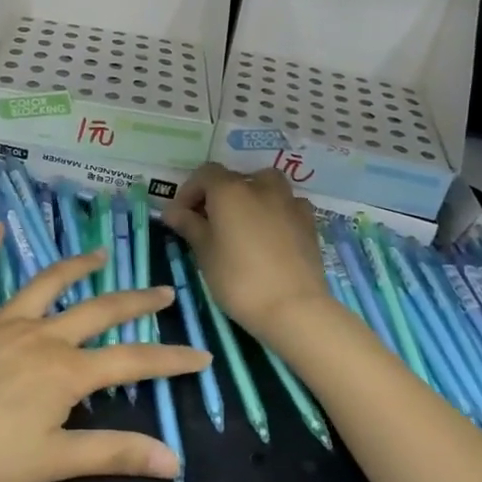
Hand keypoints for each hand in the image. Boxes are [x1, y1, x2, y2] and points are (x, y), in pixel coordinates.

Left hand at [0, 224, 210, 481]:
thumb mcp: (50, 462)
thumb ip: (112, 454)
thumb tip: (173, 459)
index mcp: (65, 373)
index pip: (132, 362)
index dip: (170, 360)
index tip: (201, 354)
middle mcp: (42, 336)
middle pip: (98, 311)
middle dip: (135, 300)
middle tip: (163, 290)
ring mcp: (3, 320)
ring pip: (48, 285)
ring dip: (76, 267)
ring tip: (99, 255)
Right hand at [161, 164, 331, 341]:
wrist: (294, 307)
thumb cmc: (239, 279)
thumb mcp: (205, 253)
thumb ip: (189, 225)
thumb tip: (172, 211)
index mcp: (230, 190)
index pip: (205, 174)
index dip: (189, 191)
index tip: (181, 216)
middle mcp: (261, 187)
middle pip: (235, 179)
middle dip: (218, 195)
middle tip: (208, 222)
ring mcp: (289, 202)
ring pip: (266, 185)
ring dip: (250, 196)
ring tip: (242, 223)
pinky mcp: (308, 221)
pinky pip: (287, 204)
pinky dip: (275, 210)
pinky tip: (271, 233)